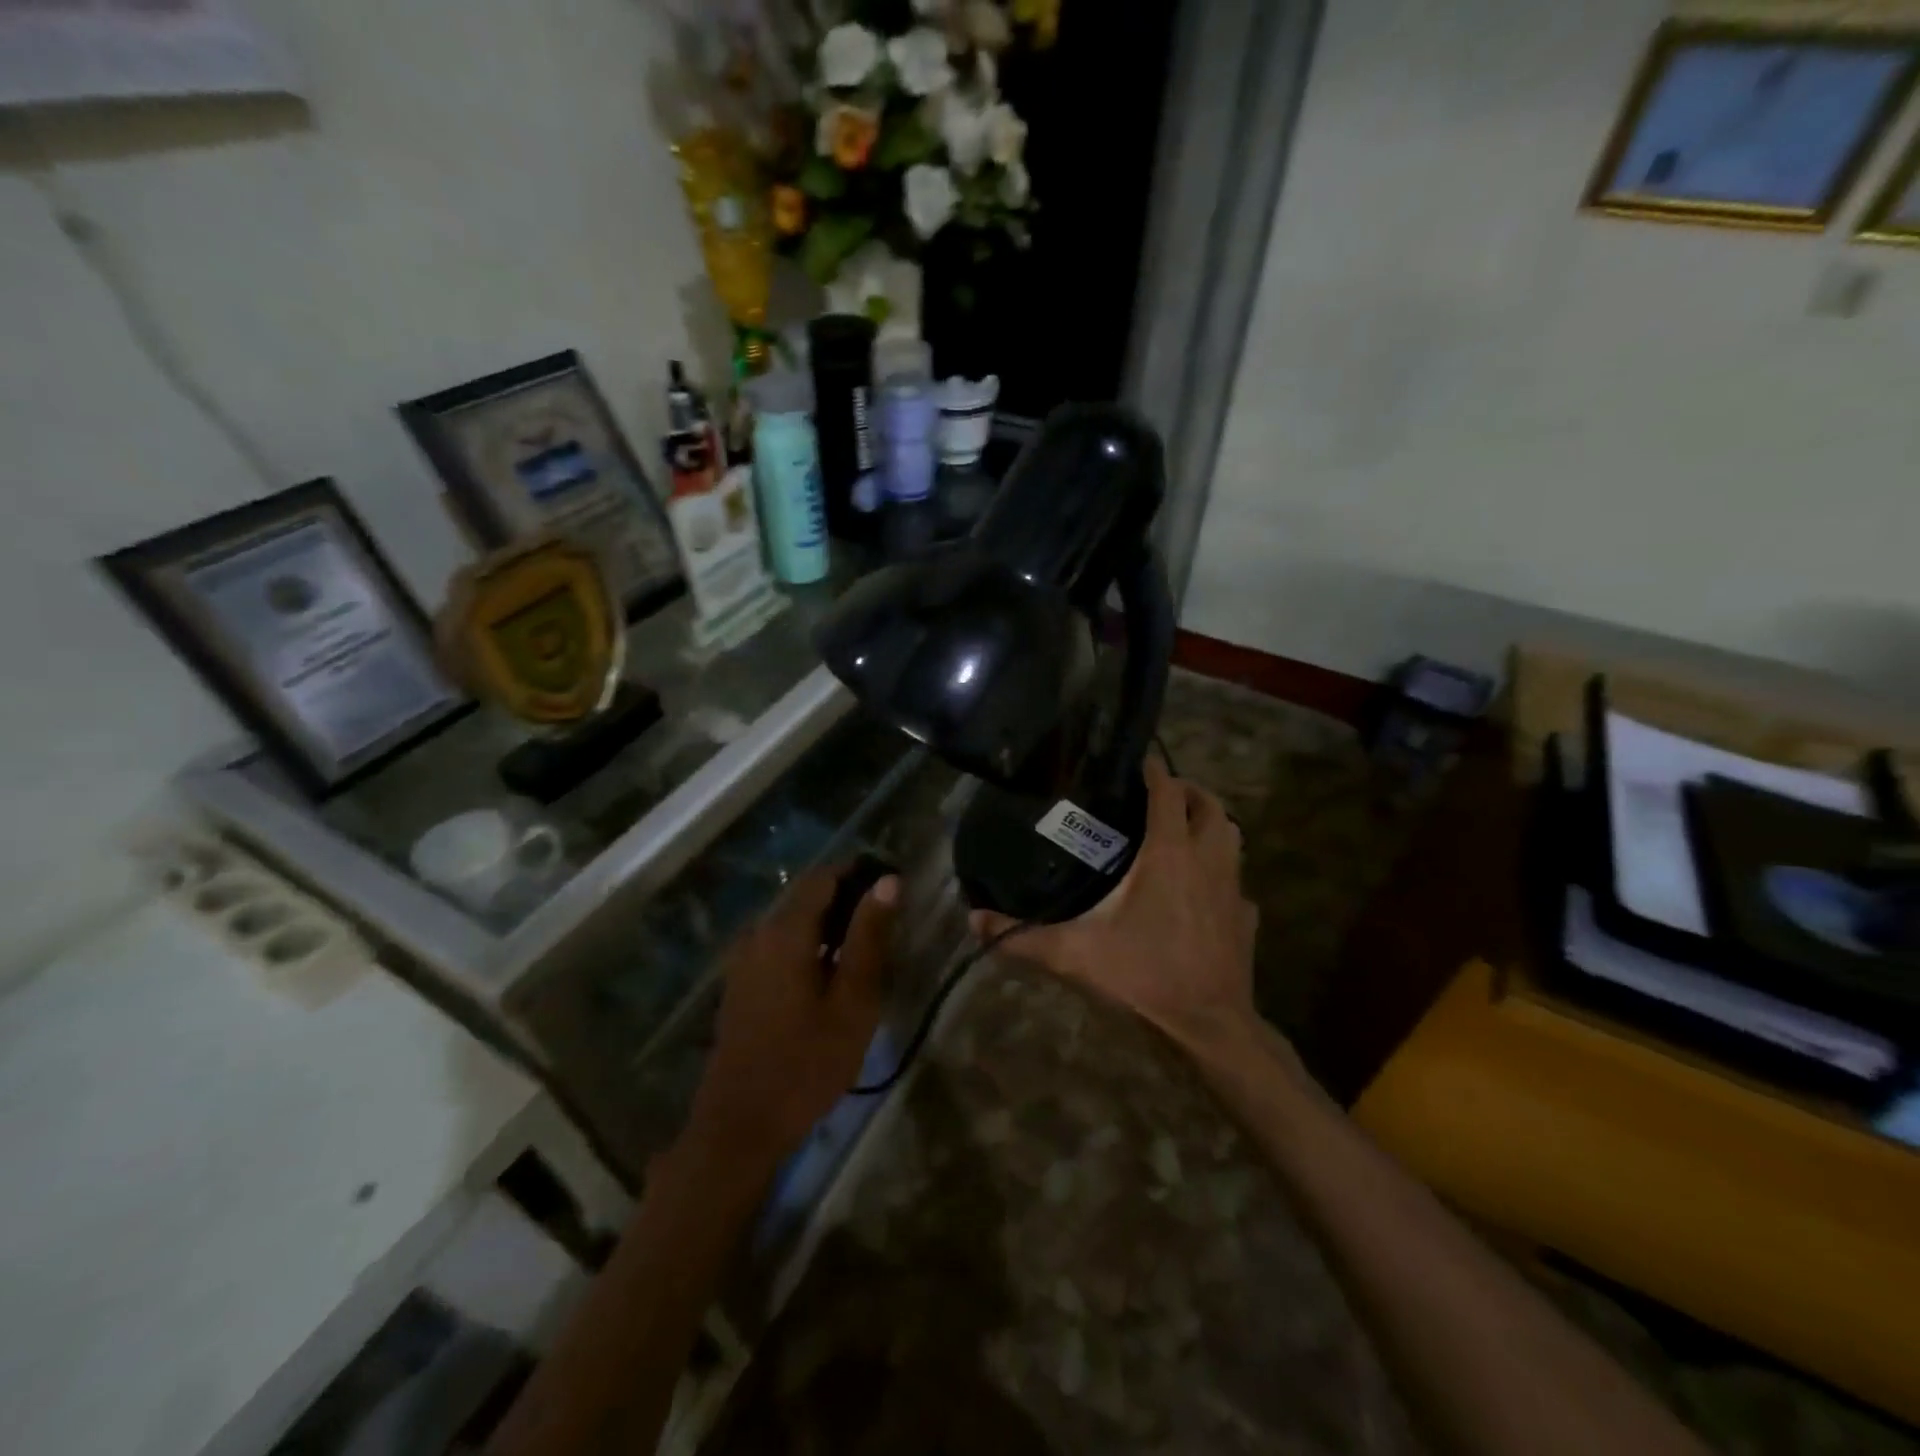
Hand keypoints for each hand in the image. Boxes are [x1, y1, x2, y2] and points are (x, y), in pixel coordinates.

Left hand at [687, 866, 897, 1169]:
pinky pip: (778, 944)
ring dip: (828, 925)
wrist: (740, 1126)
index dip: (859, 873)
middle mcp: (758, 933)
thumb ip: (869, 937)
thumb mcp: (853, 1002)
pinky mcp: (739, 982)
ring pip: (792, 921)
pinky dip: (807, 945)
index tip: (892, 888)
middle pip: (806, 896)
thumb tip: (888, 881)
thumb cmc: (806, 1063)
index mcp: (785, 931)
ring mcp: (743, 959)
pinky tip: (829, 975)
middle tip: (886, 926)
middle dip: (846, 900)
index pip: (825, 876)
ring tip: (864, 952)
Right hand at [974, 757, 1257, 1051]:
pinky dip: (1221, 872)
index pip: (1168, 792)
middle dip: (1189, 791)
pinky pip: (1237, 880)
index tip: (1138, 760)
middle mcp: (1207, 860)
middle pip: (1211, 805)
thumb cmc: (1143, 976)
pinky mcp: (1246, 917)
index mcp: (1169, 854)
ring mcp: (1234, 888)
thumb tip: (973, 921)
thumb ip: (1021, 936)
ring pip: (1232, 836)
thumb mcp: (1074, 954)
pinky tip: (1201, 890)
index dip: (1155, 770)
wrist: (1208, 1025)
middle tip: (1161, 794)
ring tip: (1182, 829)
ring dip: (1211, 824)